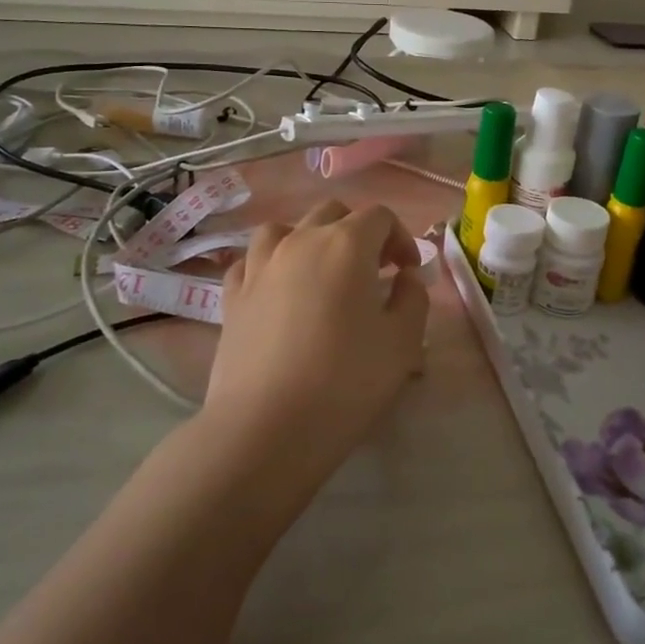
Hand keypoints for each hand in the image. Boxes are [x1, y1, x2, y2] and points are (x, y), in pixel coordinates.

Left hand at [205, 200, 428, 488]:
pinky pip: (250, 262)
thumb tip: (404, 277)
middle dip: (358, 233)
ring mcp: (259, 267)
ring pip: (284, 229)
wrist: (265, 429)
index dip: (400, 237)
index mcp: (346, 245)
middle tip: (373, 271)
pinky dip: (269, 265)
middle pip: (332, 214)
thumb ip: (413, 298)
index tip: (408, 271)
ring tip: (320, 272)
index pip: (379, 216)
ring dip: (309, 240)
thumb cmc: (345, 382)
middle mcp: (299, 242)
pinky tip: (278, 291)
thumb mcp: (403, 343)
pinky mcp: (231, 297)